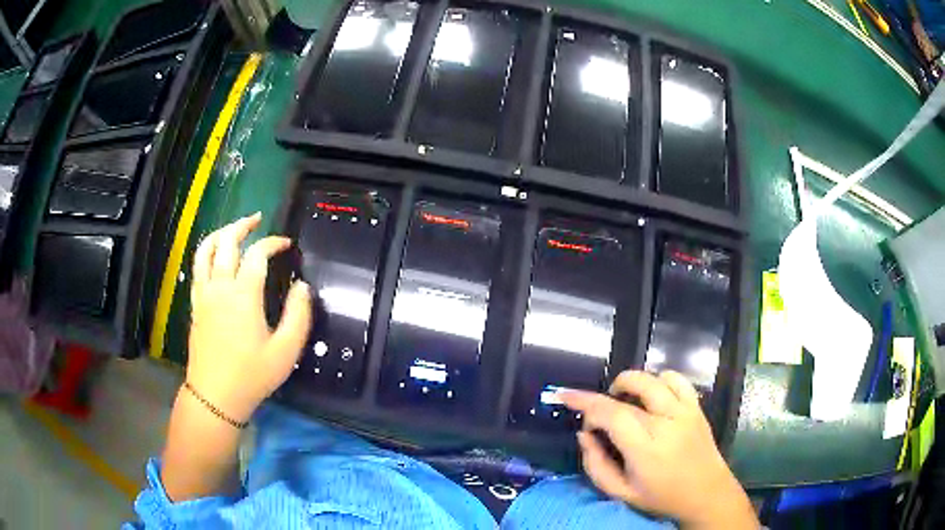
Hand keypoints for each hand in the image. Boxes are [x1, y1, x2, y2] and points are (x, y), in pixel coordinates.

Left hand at [186, 212, 312, 422]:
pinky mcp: (196, 305)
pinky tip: (216, 258)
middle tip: (257, 220)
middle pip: (225, 241)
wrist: (215, 396)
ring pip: (205, 250)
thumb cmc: (252, 375)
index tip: (287, 245)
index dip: (273, 243)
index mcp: (243, 295)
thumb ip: (298, 315)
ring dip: (219, 233)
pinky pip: (197, 268)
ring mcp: (204, 294)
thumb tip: (303, 287)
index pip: (257, 254)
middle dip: (242, 225)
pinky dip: (206, 253)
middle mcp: (220, 287)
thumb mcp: (285, 351)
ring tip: (233, 230)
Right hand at [560, 371, 757, 528]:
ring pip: (653, 379)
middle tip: (600, 414)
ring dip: (631, 383)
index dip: (585, 401)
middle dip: (605, 395)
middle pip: (630, 392)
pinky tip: (652, 396)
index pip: (611, 414)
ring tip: (625, 400)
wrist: (706, 493)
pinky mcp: (696, 407)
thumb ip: (596, 464)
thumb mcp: (620, 492)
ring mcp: (685, 412)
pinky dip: (659, 380)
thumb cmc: (660, 497)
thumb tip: (583, 434)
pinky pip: (677, 380)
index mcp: (646, 449)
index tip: (566, 396)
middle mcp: (667, 424)